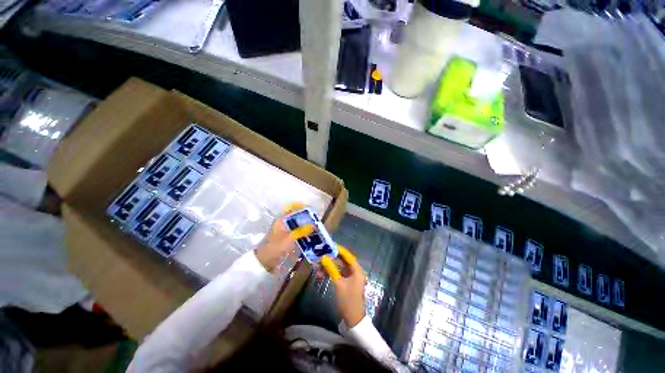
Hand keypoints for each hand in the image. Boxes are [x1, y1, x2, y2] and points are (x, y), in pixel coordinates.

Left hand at [255, 204, 313, 271]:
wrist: (264, 261)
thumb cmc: (276, 247)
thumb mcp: (290, 238)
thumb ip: (303, 230)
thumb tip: (314, 225)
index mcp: (282, 219)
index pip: (295, 209)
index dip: (304, 209)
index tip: (314, 212)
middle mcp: (283, 222)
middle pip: (297, 216)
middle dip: (307, 218)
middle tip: (317, 221)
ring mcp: (284, 229)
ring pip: (298, 224)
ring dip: (306, 226)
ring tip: (316, 229)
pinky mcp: (286, 237)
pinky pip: (297, 231)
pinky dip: (303, 232)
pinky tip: (310, 236)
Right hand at [320, 246, 365, 327]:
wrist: (352, 319)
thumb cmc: (348, 300)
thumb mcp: (339, 284)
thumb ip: (331, 269)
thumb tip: (323, 258)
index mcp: (356, 270)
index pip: (348, 256)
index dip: (339, 250)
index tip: (330, 245)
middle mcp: (354, 272)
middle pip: (342, 261)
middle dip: (331, 259)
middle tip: (321, 255)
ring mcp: (350, 278)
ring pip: (338, 268)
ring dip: (328, 267)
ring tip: (317, 267)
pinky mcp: (345, 283)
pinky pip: (337, 274)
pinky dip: (330, 274)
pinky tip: (320, 275)